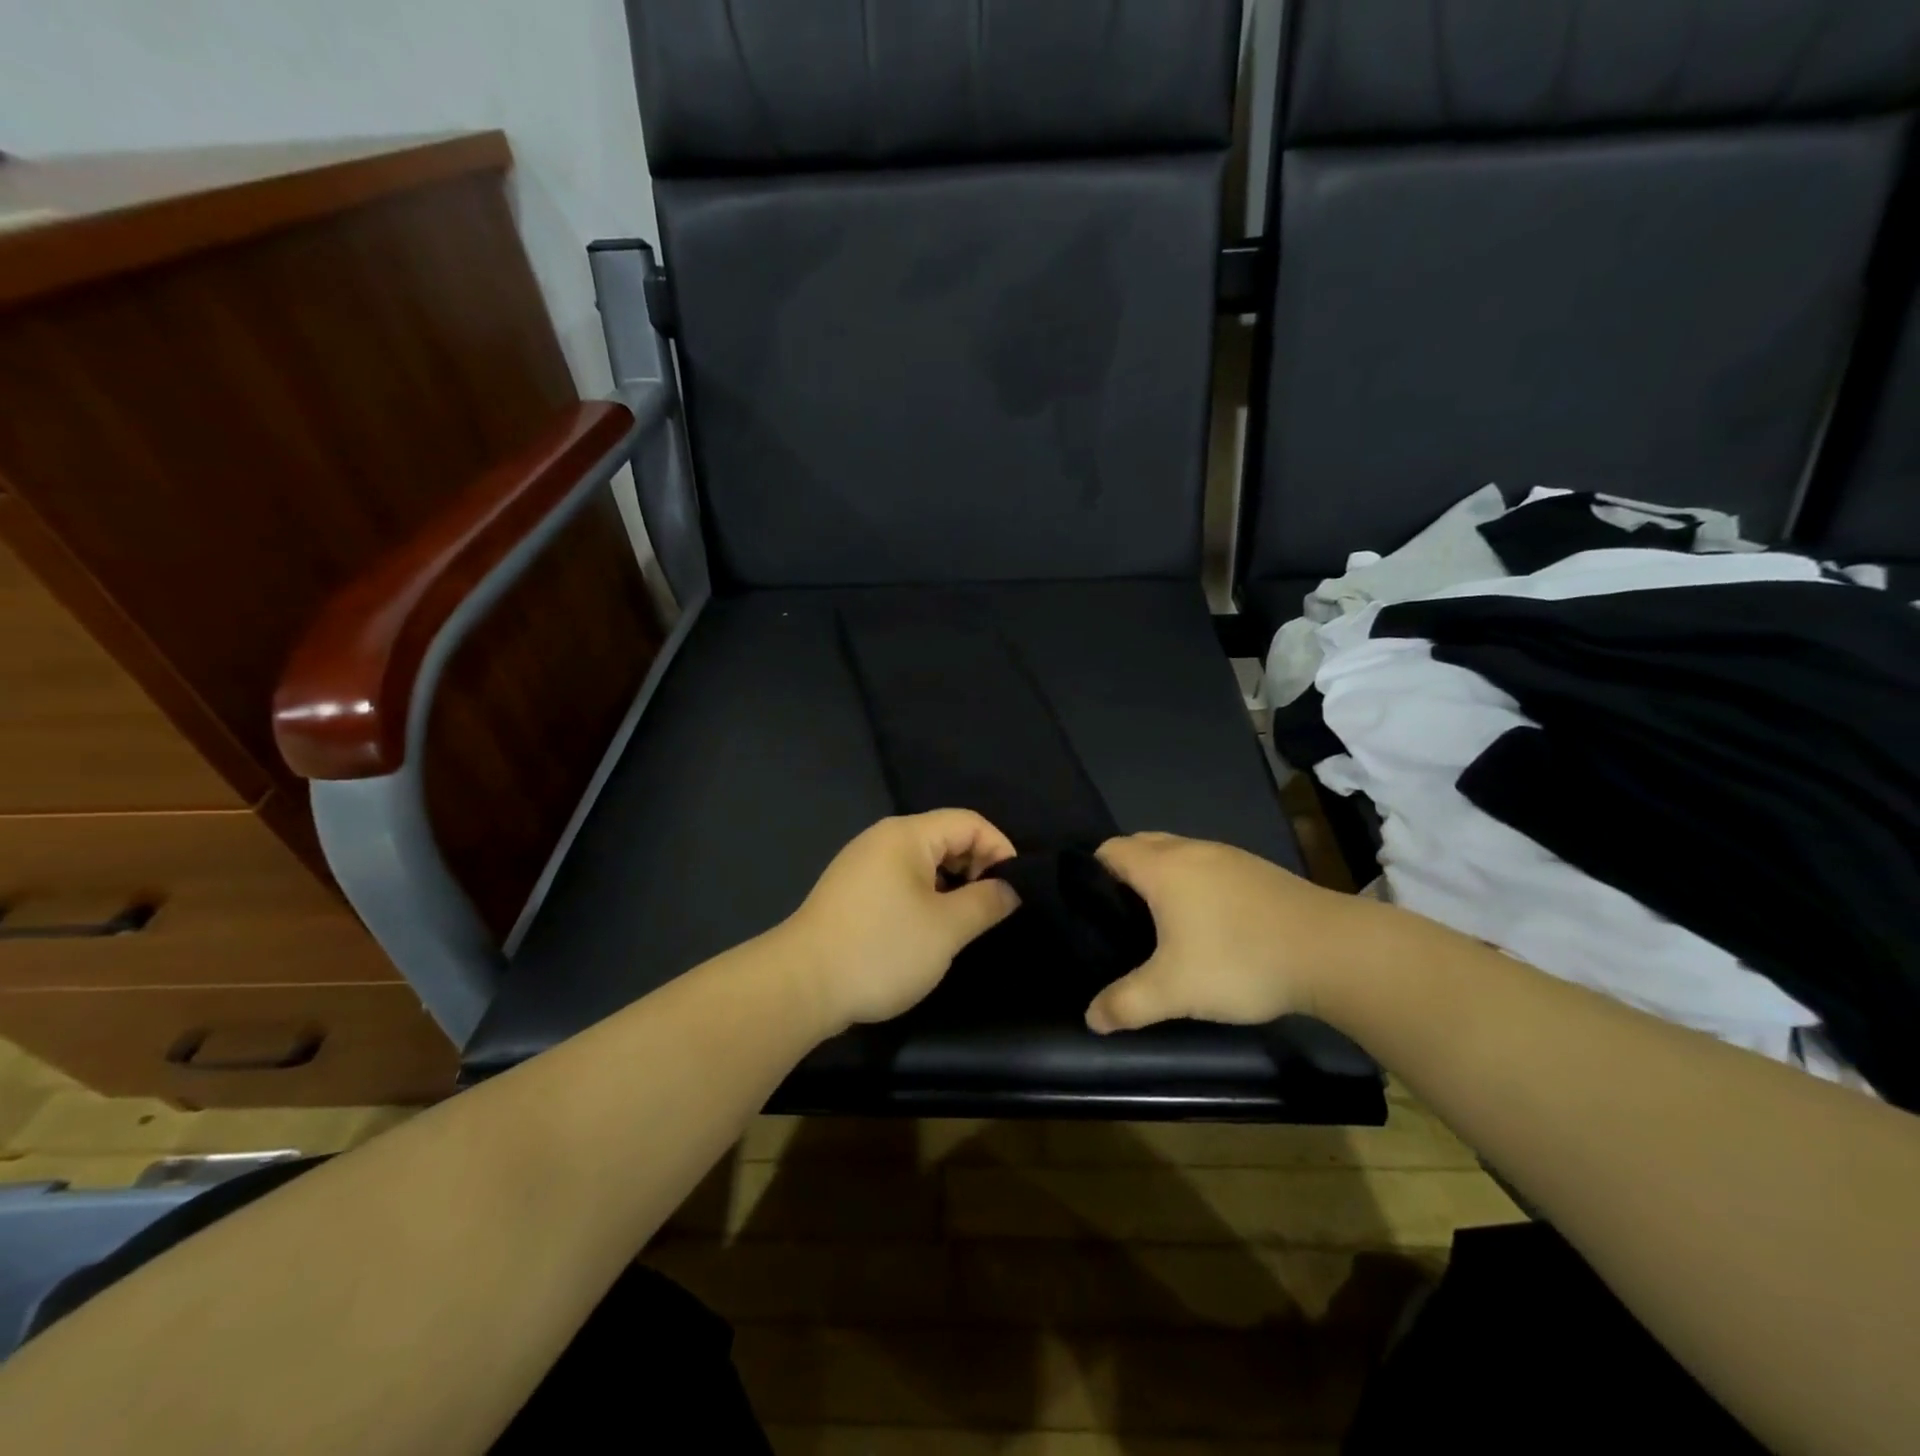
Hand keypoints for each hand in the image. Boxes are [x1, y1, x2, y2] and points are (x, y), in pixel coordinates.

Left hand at [785, 810, 1020, 1028]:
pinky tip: (926, 930)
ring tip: (962, 923)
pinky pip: (900, 880)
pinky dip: (924, 896)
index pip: (969, 822)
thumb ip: (986, 902)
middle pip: (945, 838)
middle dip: (976, 867)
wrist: (800, 985)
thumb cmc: (881, 949)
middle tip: (990, 909)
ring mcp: (861, 865)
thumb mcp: (946, 929)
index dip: (1000, 848)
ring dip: (950, 886)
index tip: (1015, 888)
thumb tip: (1009, 889)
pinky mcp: (850, 891)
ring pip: (922, 862)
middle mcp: (882, 839)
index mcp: (907, 835)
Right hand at [1085, 832, 1374, 1033]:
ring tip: (1160, 920)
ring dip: (1162, 876)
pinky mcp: (1258, 870)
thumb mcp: (1174, 991)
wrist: (1333, 951)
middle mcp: (1191, 850)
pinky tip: (1209, 922)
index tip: (1087, 907)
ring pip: (1178, 853)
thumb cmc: (1240, 960)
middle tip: (1119, 916)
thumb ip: (1126, 1004)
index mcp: (1163, 867)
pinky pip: (1209, 865)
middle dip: (1124, 872)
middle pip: (1141, 844)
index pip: (1110, 850)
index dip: (1091, 872)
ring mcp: (1229, 856)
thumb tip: (1091, 1018)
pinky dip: (1195, 883)